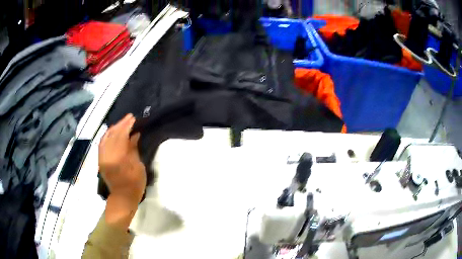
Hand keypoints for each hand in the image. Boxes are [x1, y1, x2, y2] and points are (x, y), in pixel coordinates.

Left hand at [99, 114, 145, 204]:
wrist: (122, 198)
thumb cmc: (134, 185)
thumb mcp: (138, 167)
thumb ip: (133, 149)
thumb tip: (134, 135)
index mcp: (118, 158)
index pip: (121, 136)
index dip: (127, 125)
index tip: (133, 118)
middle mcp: (107, 155)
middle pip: (112, 135)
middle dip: (121, 124)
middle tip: (129, 117)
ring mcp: (102, 158)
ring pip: (105, 138)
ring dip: (113, 129)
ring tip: (121, 123)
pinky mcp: (100, 160)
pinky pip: (102, 144)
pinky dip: (107, 136)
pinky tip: (112, 132)